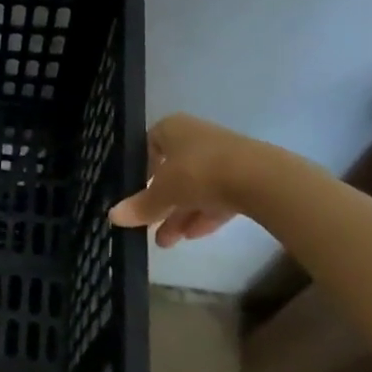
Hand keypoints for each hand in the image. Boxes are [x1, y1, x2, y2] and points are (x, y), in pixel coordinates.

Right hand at [108, 114, 267, 247]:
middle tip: (150, 227)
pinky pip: (218, 196)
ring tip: (167, 242)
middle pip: (172, 171)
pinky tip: (194, 236)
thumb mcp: (163, 192)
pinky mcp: (245, 176)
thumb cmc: (198, 172)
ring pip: (195, 187)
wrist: (260, 178)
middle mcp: (196, 138)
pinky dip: (204, 214)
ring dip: (180, 214)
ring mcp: (223, 156)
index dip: (141, 171)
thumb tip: (111, 217)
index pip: (148, 146)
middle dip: (161, 202)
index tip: (136, 194)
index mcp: (172, 129)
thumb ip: (140, 206)